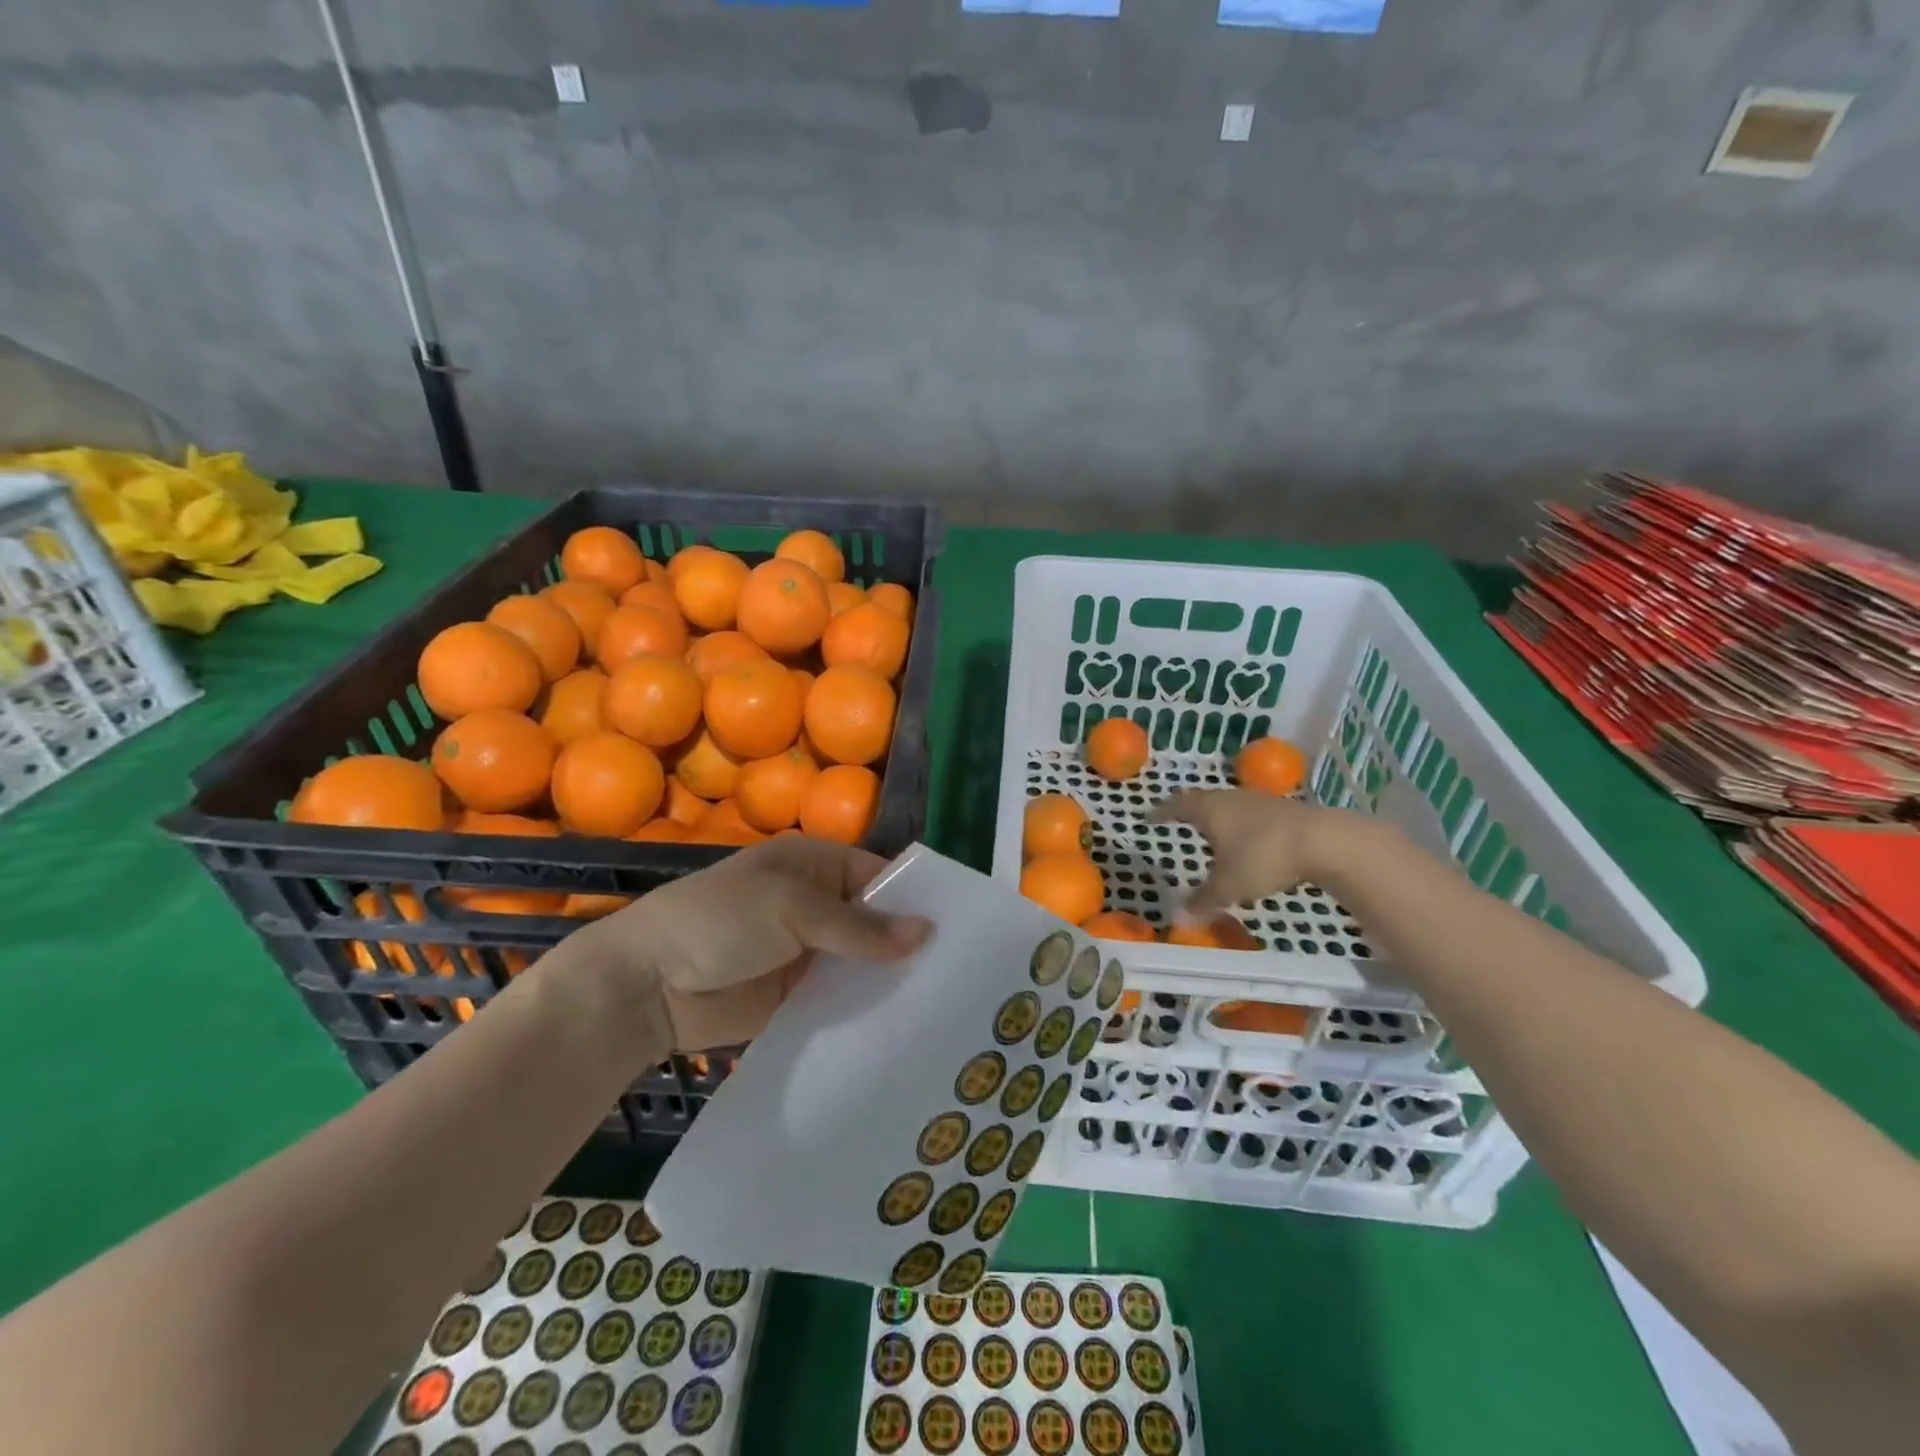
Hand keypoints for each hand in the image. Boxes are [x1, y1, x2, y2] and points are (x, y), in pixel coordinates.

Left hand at [576, 836, 931, 1052]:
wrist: (647, 984)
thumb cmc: (720, 921)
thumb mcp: (792, 909)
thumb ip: (859, 925)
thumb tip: (927, 932)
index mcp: (814, 865)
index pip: (878, 876)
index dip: (914, 900)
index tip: (958, 930)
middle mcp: (816, 905)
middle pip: (874, 921)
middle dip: (907, 944)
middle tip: (960, 974)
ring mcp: (806, 952)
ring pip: (860, 963)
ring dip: (889, 979)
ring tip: (943, 1004)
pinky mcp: (796, 995)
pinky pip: (840, 998)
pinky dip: (863, 1008)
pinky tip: (901, 1027)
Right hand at [1147, 790, 1377, 914]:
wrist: (1324, 840)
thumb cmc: (1262, 856)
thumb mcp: (1229, 886)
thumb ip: (1204, 901)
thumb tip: (1178, 919)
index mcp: (1209, 809)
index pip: (1177, 806)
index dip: (1163, 813)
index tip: (1150, 818)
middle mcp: (1231, 799)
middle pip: (1204, 800)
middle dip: (1190, 811)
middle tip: (1179, 820)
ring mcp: (1260, 801)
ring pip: (1231, 806)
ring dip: (1220, 818)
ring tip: (1214, 832)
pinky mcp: (1285, 811)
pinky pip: (1253, 815)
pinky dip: (1244, 826)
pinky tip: (1249, 841)